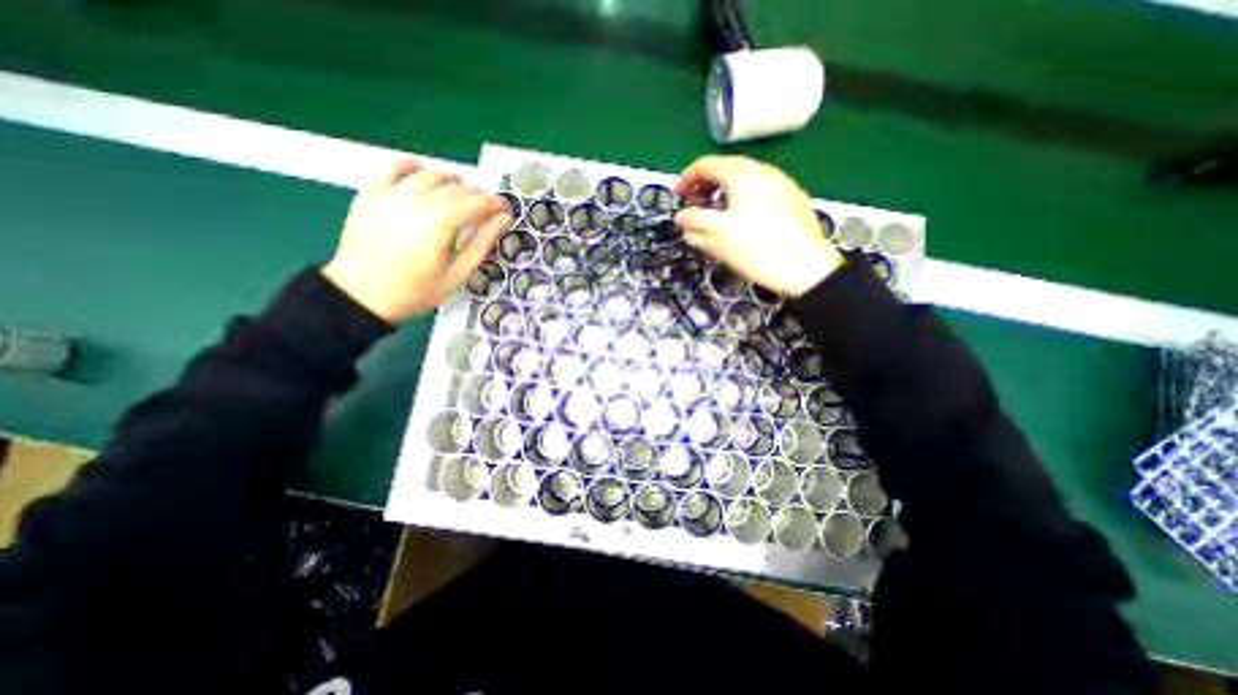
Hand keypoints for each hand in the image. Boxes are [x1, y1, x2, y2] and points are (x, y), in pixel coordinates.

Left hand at [323, 158, 511, 322]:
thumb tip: (502, 219)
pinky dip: (411, 166)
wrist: (362, 295)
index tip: (501, 208)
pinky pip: (393, 169)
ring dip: (450, 180)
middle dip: (475, 193)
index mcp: (439, 226)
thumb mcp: (457, 274)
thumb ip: (481, 244)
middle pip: (454, 187)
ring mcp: (391, 197)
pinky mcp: (371, 195)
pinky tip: (421, 170)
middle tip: (483, 206)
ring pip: (429, 174)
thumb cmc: (416, 291)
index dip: (492, 203)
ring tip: (458, 192)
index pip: (474, 203)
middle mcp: (416, 205)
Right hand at [673, 154, 845, 296]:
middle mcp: (763, 171)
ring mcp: (781, 183)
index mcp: (743, 175)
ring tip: (715, 215)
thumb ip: (694, 221)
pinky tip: (741, 220)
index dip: (686, 178)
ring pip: (743, 181)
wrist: (806, 268)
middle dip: (704, 186)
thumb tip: (681, 216)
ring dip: (722, 193)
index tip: (677, 196)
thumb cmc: (756, 249)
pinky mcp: (792, 199)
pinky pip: (758, 191)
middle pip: (726, 169)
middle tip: (693, 206)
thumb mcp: (717, 237)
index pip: (707, 164)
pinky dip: (741, 199)